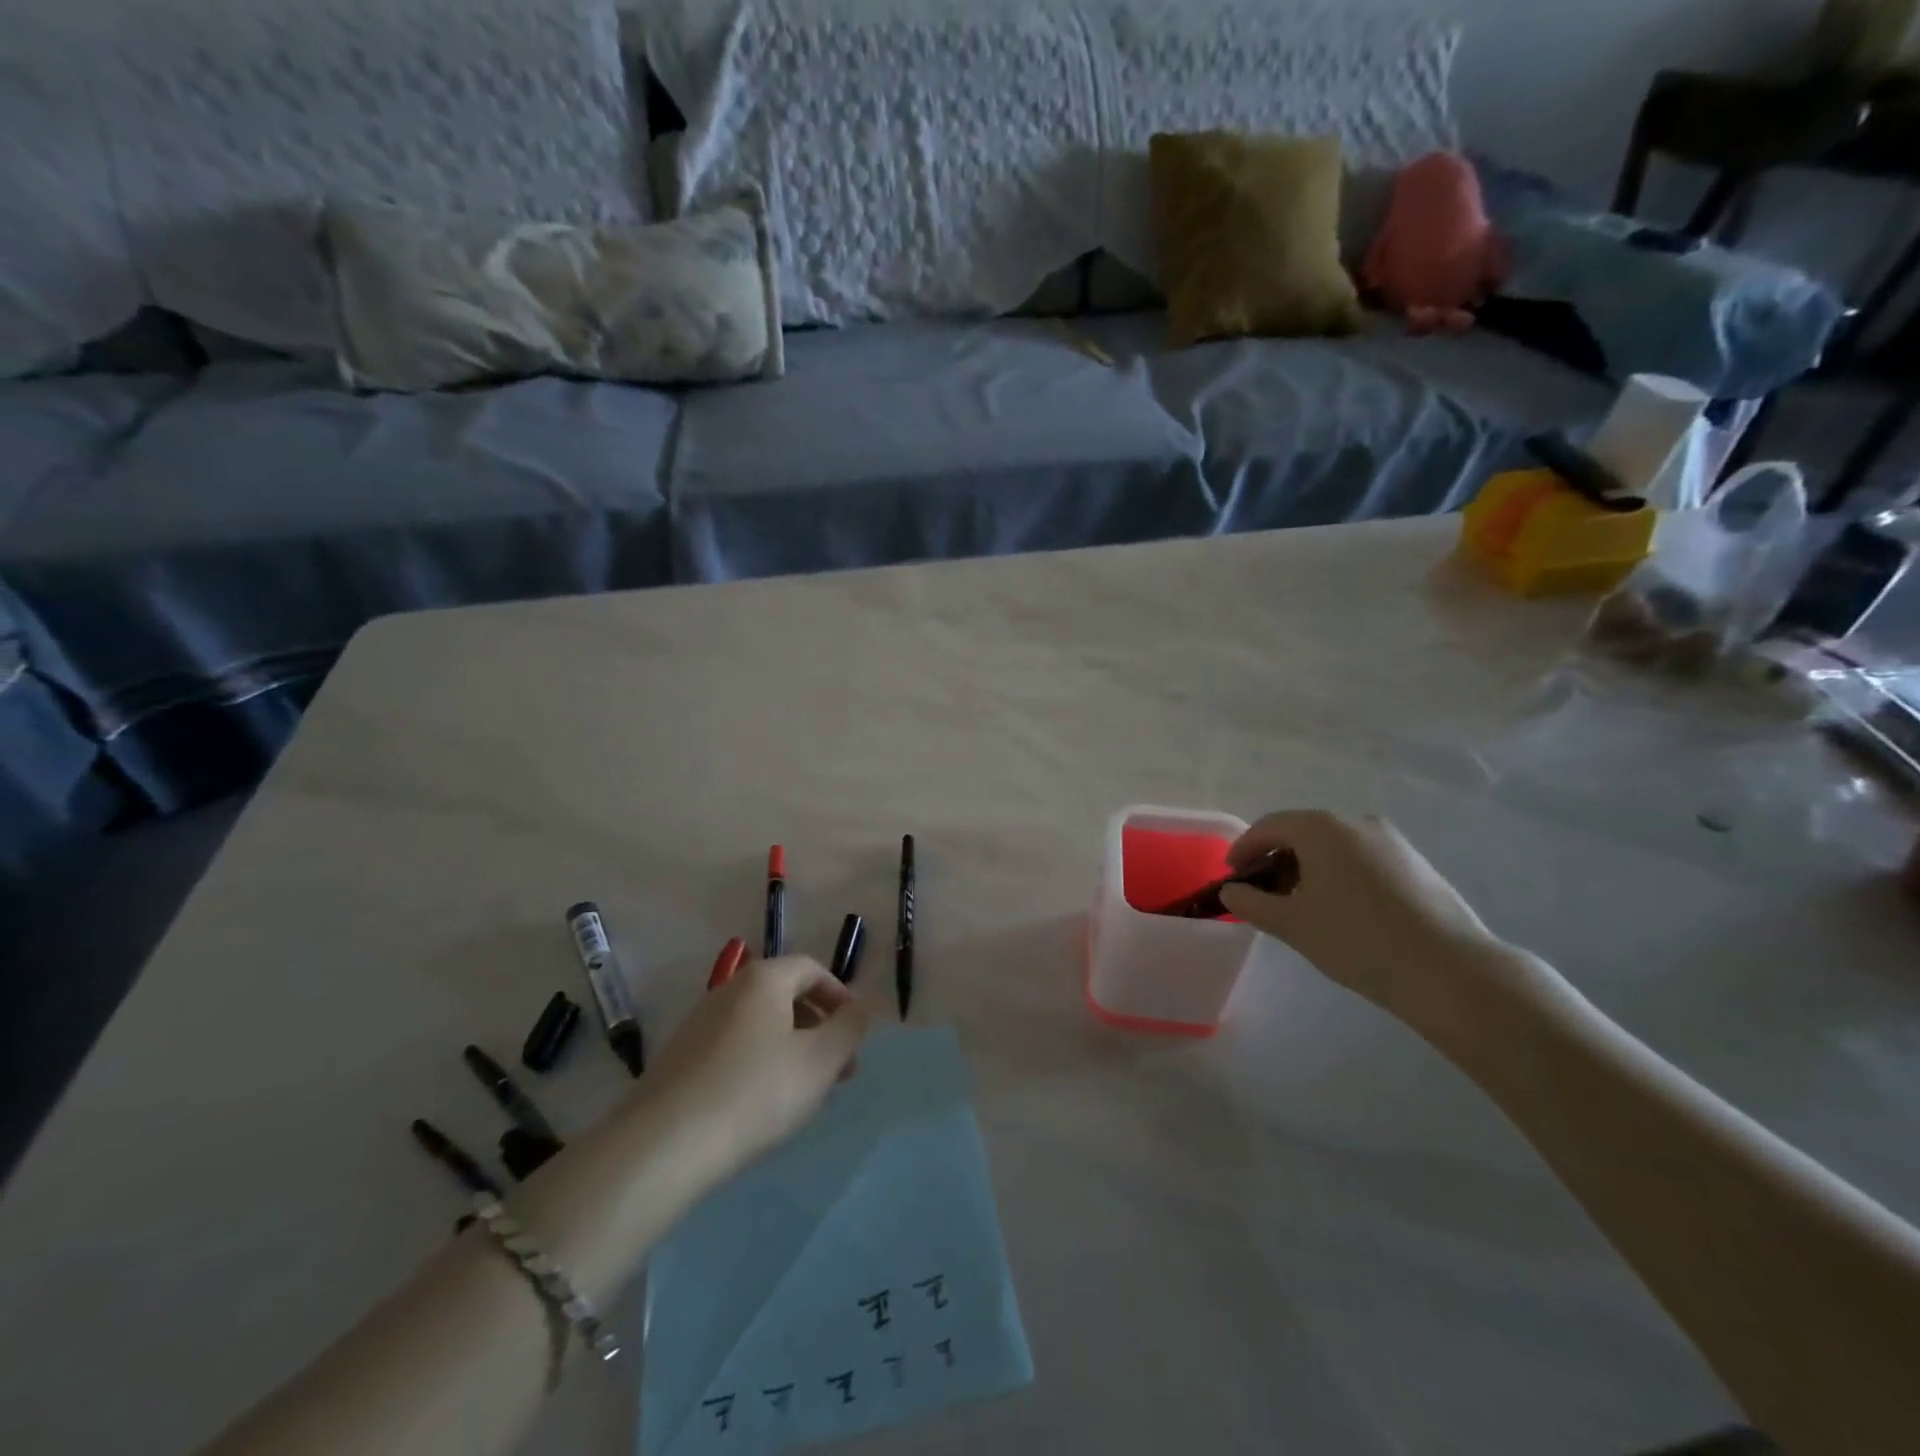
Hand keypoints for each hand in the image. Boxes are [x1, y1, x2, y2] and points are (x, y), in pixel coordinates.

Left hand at [641, 955, 869, 1175]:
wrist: (664, 1145)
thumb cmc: (756, 1092)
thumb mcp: (821, 1060)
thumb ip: (849, 1027)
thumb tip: (859, 1007)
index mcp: (764, 978)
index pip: (812, 969)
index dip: (840, 996)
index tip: (855, 1033)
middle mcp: (729, 989)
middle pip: (785, 995)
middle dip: (819, 1026)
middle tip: (839, 1069)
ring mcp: (699, 1022)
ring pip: (761, 1024)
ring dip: (792, 1047)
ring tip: (805, 1091)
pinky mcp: (680, 1057)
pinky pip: (735, 1046)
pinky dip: (760, 1062)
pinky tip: (762, 1103)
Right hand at [1219, 811, 1503, 1025]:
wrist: (1450, 971)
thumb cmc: (1357, 940)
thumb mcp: (1292, 925)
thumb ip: (1251, 903)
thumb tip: (1231, 891)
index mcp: (1321, 828)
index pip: (1269, 827)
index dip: (1244, 849)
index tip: (1231, 875)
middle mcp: (1356, 822)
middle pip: (1302, 833)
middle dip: (1277, 860)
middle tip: (1264, 893)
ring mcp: (1392, 841)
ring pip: (1335, 846)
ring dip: (1309, 868)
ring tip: (1303, 905)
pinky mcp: (1416, 864)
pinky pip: (1362, 859)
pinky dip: (1340, 875)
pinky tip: (1343, 910)